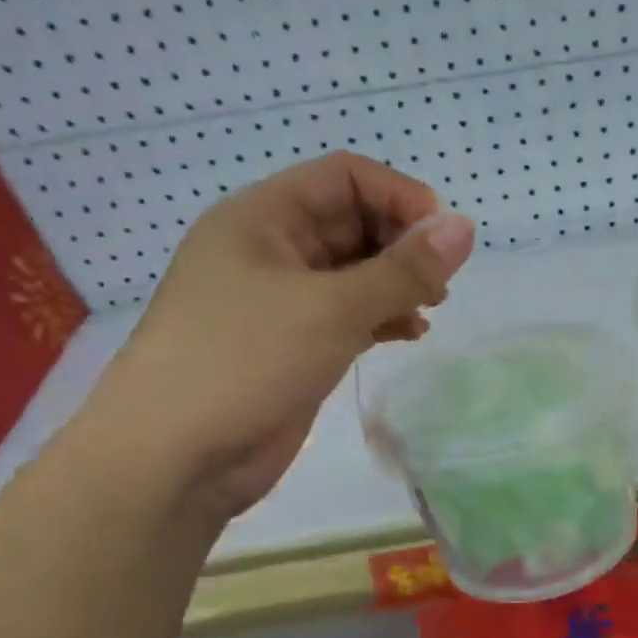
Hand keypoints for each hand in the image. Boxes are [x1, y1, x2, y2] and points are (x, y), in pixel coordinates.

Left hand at [78, 154, 475, 520]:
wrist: (173, 460)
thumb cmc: (244, 361)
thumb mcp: (332, 307)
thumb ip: (404, 269)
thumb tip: (465, 228)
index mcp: (262, 217)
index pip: (345, 177)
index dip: (399, 196)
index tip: (443, 237)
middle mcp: (271, 250)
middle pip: (352, 222)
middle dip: (403, 243)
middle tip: (441, 281)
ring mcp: (280, 301)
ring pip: (354, 272)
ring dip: (397, 283)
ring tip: (431, 307)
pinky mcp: (293, 345)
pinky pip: (349, 314)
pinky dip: (383, 317)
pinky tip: (412, 333)